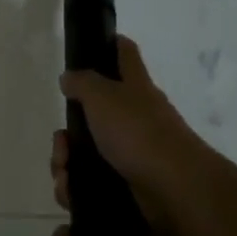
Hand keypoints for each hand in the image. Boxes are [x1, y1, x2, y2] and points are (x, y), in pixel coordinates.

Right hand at [54, 36, 212, 235]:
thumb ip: (83, 83)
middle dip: (67, 134)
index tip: (89, 45)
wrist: (174, 189)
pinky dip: (75, 189)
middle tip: (62, 142)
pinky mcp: (125, 186)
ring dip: (65, 164)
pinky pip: (89, 184)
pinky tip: (72, 192)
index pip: (124, 54)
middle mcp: (134, 119)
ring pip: (84, 154)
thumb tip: (69, 77)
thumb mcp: (104, 97)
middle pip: (91, 116)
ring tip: (65, 174)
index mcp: (134, 89)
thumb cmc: (139, 133)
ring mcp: (131, 154)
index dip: (109, 44)